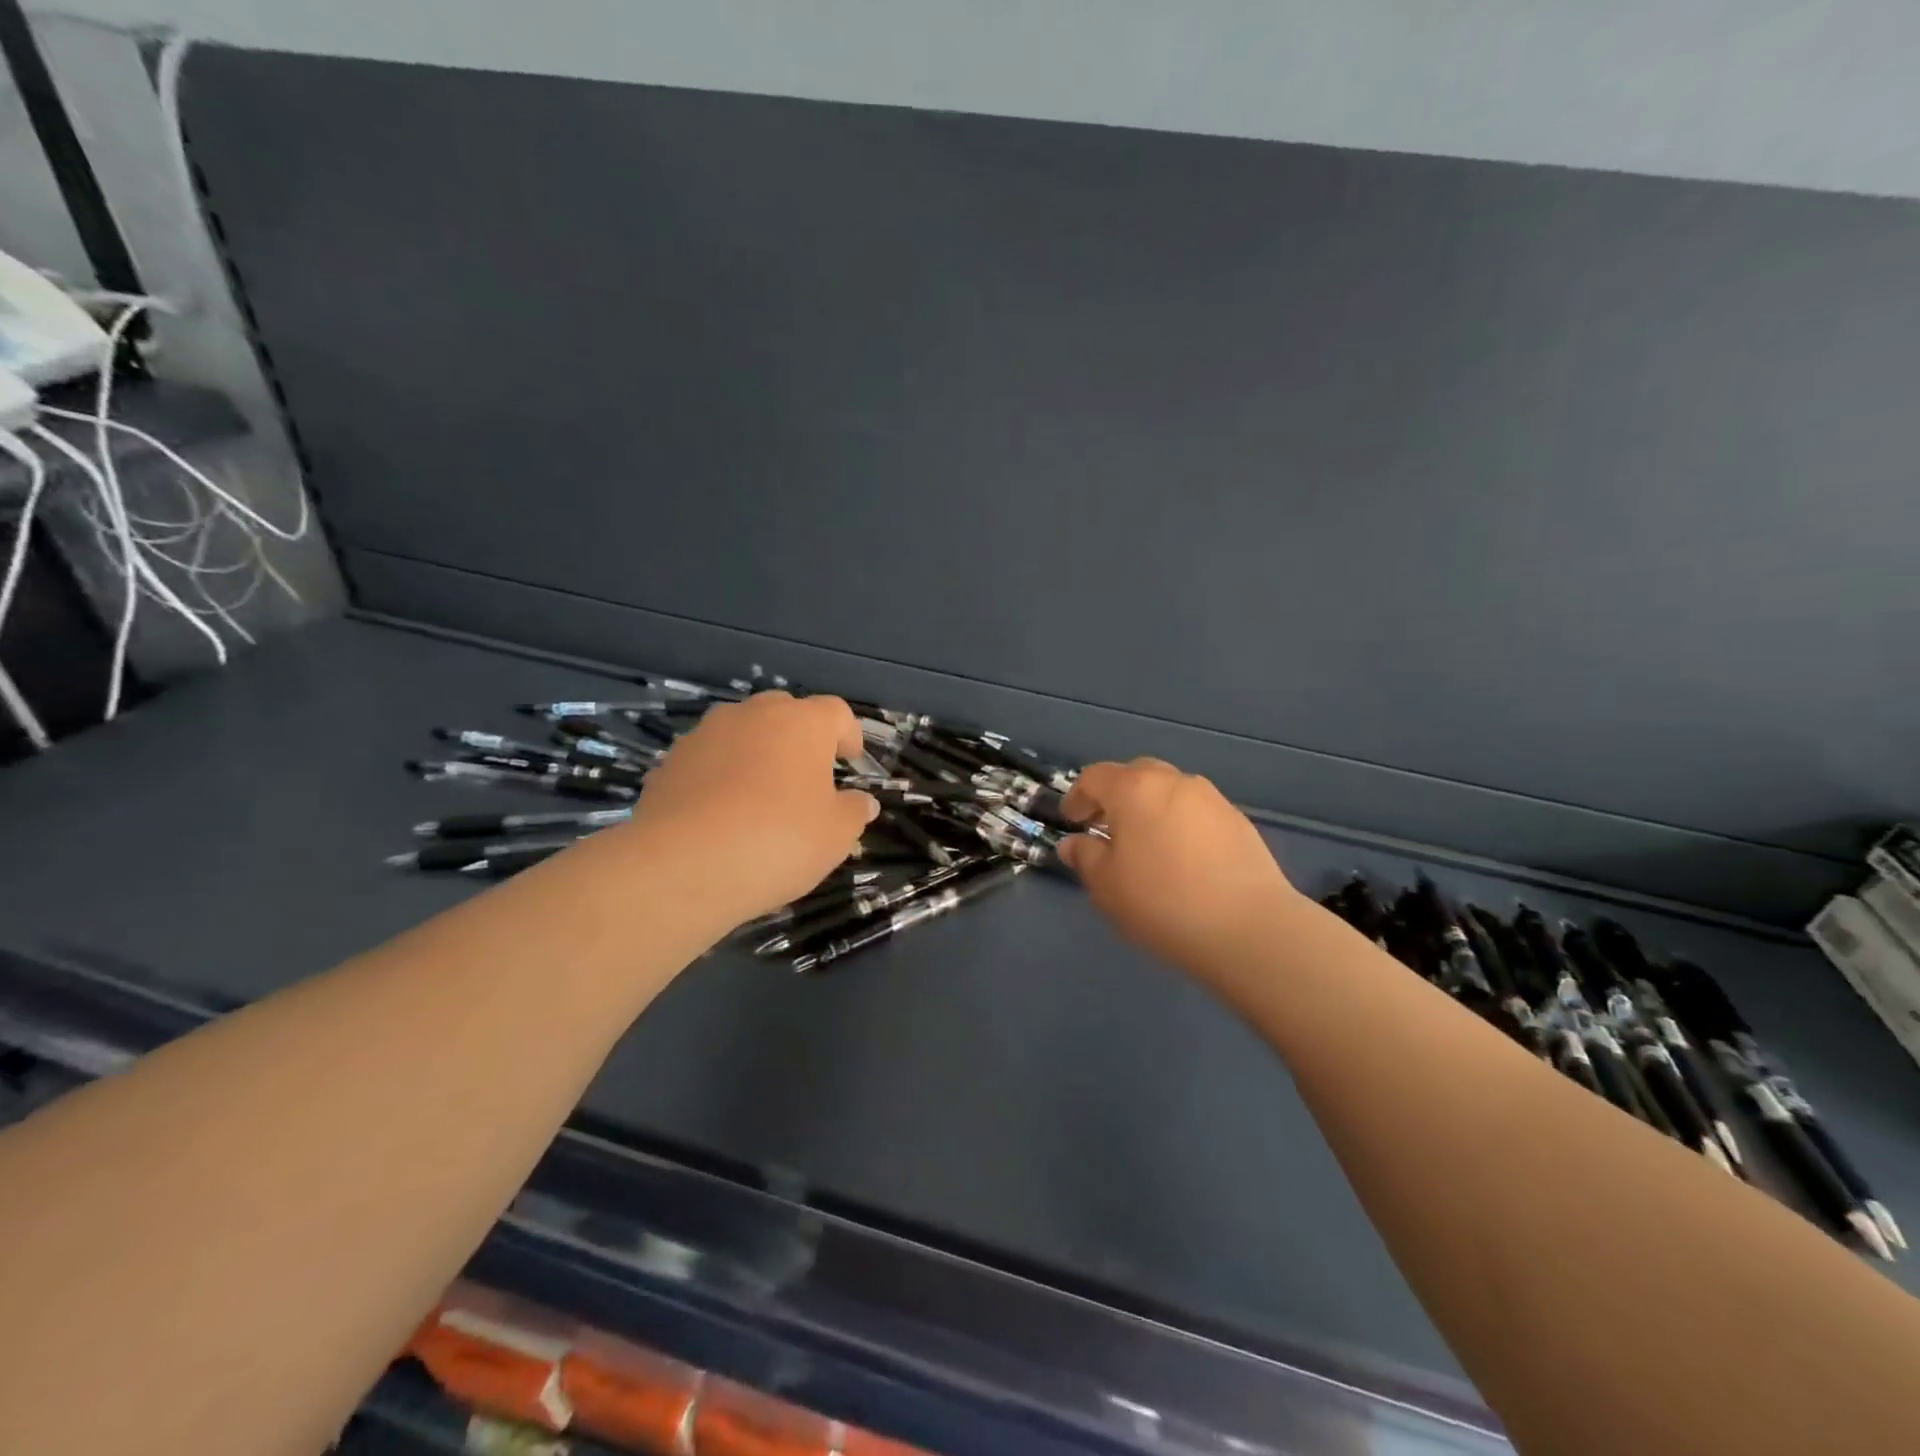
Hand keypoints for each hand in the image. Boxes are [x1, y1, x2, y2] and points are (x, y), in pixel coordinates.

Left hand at [626, 693, 878, 928]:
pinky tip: (721, 815)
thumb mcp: (835, 835)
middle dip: (799, 739)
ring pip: (742, 733)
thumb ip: (854, 812)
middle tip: (806, 778)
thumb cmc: (778, 841)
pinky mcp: (670, 761)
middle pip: (785, 713)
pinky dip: (720, 776)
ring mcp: (706, 734)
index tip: (850, 760)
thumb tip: (862, 802)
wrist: (682, 865)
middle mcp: (754, 714)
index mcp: (802, 723)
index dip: (847, 733)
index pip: (836, 712)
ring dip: (756, 754)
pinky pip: (708, 760)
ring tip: (759, 797)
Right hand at [1060, 758, 1296, 980]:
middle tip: (1106, 828)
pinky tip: (1182, 859)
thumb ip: (1085, 857)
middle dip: (1115, 796)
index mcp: (1134, 789)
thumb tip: (1074, 843)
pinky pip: (1196, 812)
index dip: (1077, 797)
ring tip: (1146, 845)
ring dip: (1150, 808)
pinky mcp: (1238, 821)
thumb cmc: (1162, 902)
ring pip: (1169, 791)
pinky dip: (1180, 824)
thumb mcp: (1106, 886)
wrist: (1249, 928)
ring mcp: (1211, 799)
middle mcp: (1173, 782)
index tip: (1072, 822)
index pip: (1094, 777)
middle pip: (1135, 775)